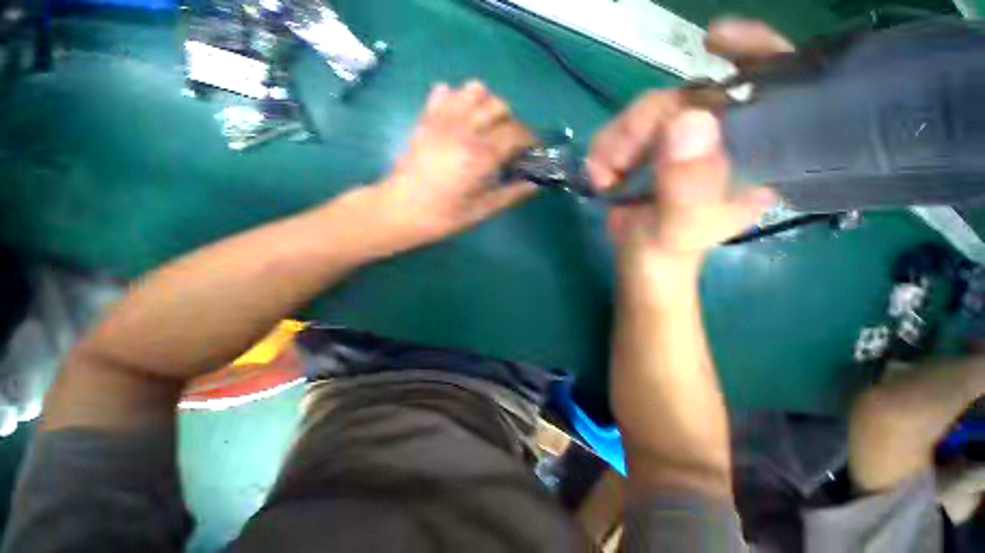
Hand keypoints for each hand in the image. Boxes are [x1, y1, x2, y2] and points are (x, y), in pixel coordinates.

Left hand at [373, 80, 536, 249]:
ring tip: (486, 128)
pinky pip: (445, 91)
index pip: (517, 132)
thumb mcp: (482, 211)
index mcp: (481, 155)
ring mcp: (443, 119)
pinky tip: (459, 120)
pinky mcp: (425, 118)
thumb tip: (535, 184)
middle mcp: (465, 129)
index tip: (531, 152)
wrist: (400, 210)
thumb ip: (511, 195)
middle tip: (508, 145)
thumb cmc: (443, 216)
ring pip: (475, 90)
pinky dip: (458, 99)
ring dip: (487, 105)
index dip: (530, 140)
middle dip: (511, 123)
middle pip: (499, 106)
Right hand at [586, 19, 792, 265]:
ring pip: (646, 109)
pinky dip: (603, 151)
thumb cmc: (672, 245)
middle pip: (687, 92)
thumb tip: (686, 122)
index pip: (773, 81)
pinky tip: (604, 176)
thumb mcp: (685, 224)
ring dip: (617, 142)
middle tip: (623, 162)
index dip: (753, 50)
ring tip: (610, 177)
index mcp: (756, 148)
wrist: (641, 253)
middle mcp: (721, 131)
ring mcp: (681, 135)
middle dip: (645, 123)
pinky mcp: (648, 142)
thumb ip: (689, 185)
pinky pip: (619, 127)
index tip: (715, 39)